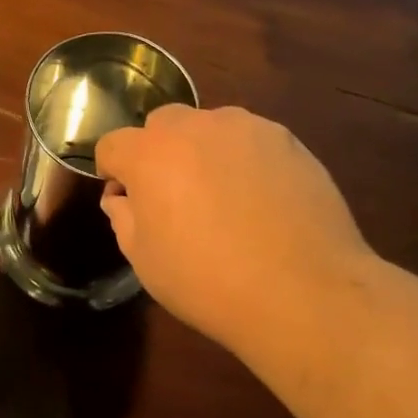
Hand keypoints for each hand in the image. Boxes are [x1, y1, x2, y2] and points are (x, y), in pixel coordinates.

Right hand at [95, 105, 375, 360]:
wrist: (304, 292)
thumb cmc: (209, 281)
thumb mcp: (145, 261)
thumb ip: (123, 217)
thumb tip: (124, 198)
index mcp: (150, 153)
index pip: (112, 145)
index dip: (112, 172)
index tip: (127, 200)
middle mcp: (194, 127)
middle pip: (161, 125)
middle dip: (158, 152)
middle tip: (176, 197)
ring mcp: (245, 127)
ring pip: (208, 127)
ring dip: (203, 151)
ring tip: (225, 198)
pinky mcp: (286, 139)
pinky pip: (250, 140)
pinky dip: (245, 160)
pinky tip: (263, 200)